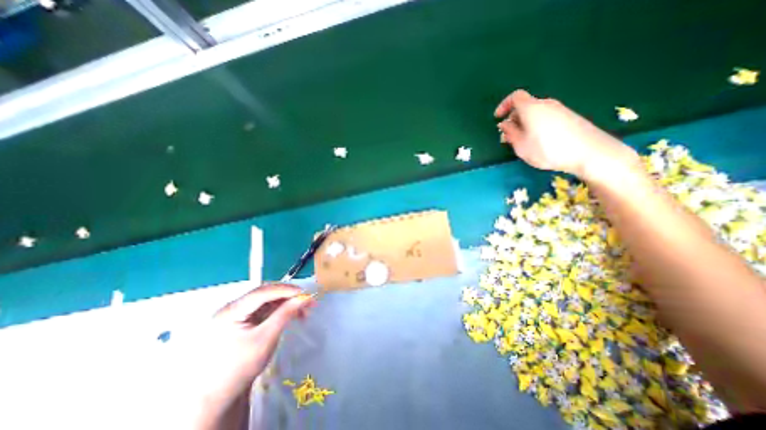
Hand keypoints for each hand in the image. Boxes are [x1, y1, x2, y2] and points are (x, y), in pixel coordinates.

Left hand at [189, 284, 314, 427]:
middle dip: (289, 297)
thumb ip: (285, 314)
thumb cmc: (241, 368)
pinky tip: (294, 315)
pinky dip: (282, 311)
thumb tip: (304, 297)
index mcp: (230, 312)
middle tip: (307, 301)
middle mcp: (233, 308)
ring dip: (288, 304)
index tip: (304, 292)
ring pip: (269, 301)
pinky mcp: (245, 320)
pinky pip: (267, 309)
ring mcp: (238, 314)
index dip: (285, 289)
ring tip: (304, 311)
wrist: (221, 395)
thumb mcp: (266, 339)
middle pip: (266, 294)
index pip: (261, 292)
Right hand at [493, 89, 637, 182]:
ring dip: (524, 124)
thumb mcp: (521, 146)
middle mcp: (546, 104)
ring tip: (523, 142)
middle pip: (525, 106)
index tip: (498, 118)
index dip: (504, 105)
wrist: (589, 152)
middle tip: (509, 137)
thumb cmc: (548, 150)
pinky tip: (538, 141)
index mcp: (532, 108)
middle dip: (513, 120)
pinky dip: (536, 125)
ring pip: (535, 113)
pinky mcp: (569, 117)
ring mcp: (559, 110)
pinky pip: (545, 117)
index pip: (515, 97)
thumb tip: (504, 124)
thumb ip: (510, 133)